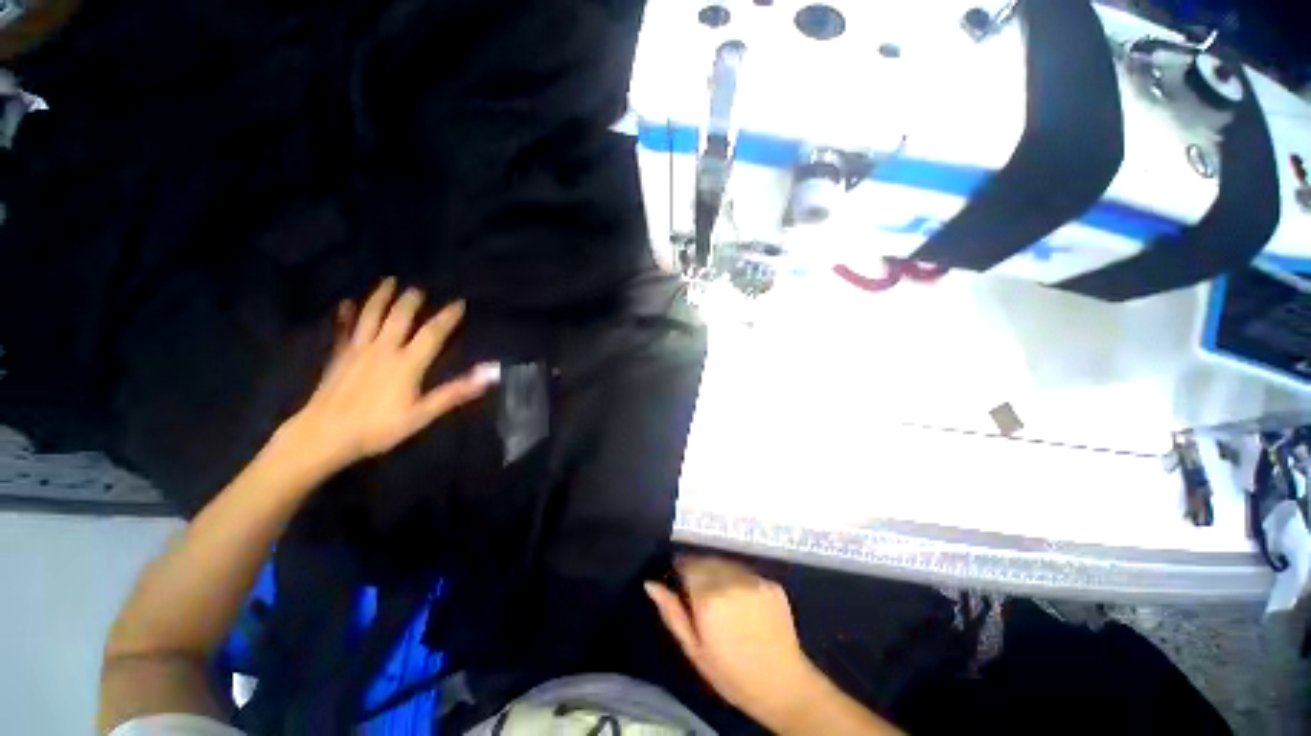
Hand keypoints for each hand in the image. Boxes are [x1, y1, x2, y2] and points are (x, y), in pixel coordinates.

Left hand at [278, 278, 498, 471]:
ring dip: (380, 298)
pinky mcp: (338, 357)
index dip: (447, 318)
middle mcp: (383, 349)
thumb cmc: (379, 427)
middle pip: (398, 318)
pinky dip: (345, 316)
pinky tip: (345, 304)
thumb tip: (489, 373)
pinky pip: (343, 330)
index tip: (458, 303)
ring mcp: (357, 351)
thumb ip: (455, 392)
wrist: (324, 435)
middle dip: (410, 301)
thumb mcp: (423, 413)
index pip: (432, 333)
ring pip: (370, 317)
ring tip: (388, 281)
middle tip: (418, 287)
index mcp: (407, 363)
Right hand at [645, 557, 822, 729]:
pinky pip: (747, 573)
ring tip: (720, 594)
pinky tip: (742, 600)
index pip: (688, 565)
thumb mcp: (694, 650)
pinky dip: (739, 579)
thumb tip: (651, 584)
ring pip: (727, 564)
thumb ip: (672, 613)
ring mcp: (754, 580)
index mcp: (708, 598)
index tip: (678, 573)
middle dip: (699, 568)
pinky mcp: (771, 584)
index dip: (681, 567)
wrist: (782, 685)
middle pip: (707, 561)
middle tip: (697, 587)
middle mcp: (730, 581)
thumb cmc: (730, 673)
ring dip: (718, 570)